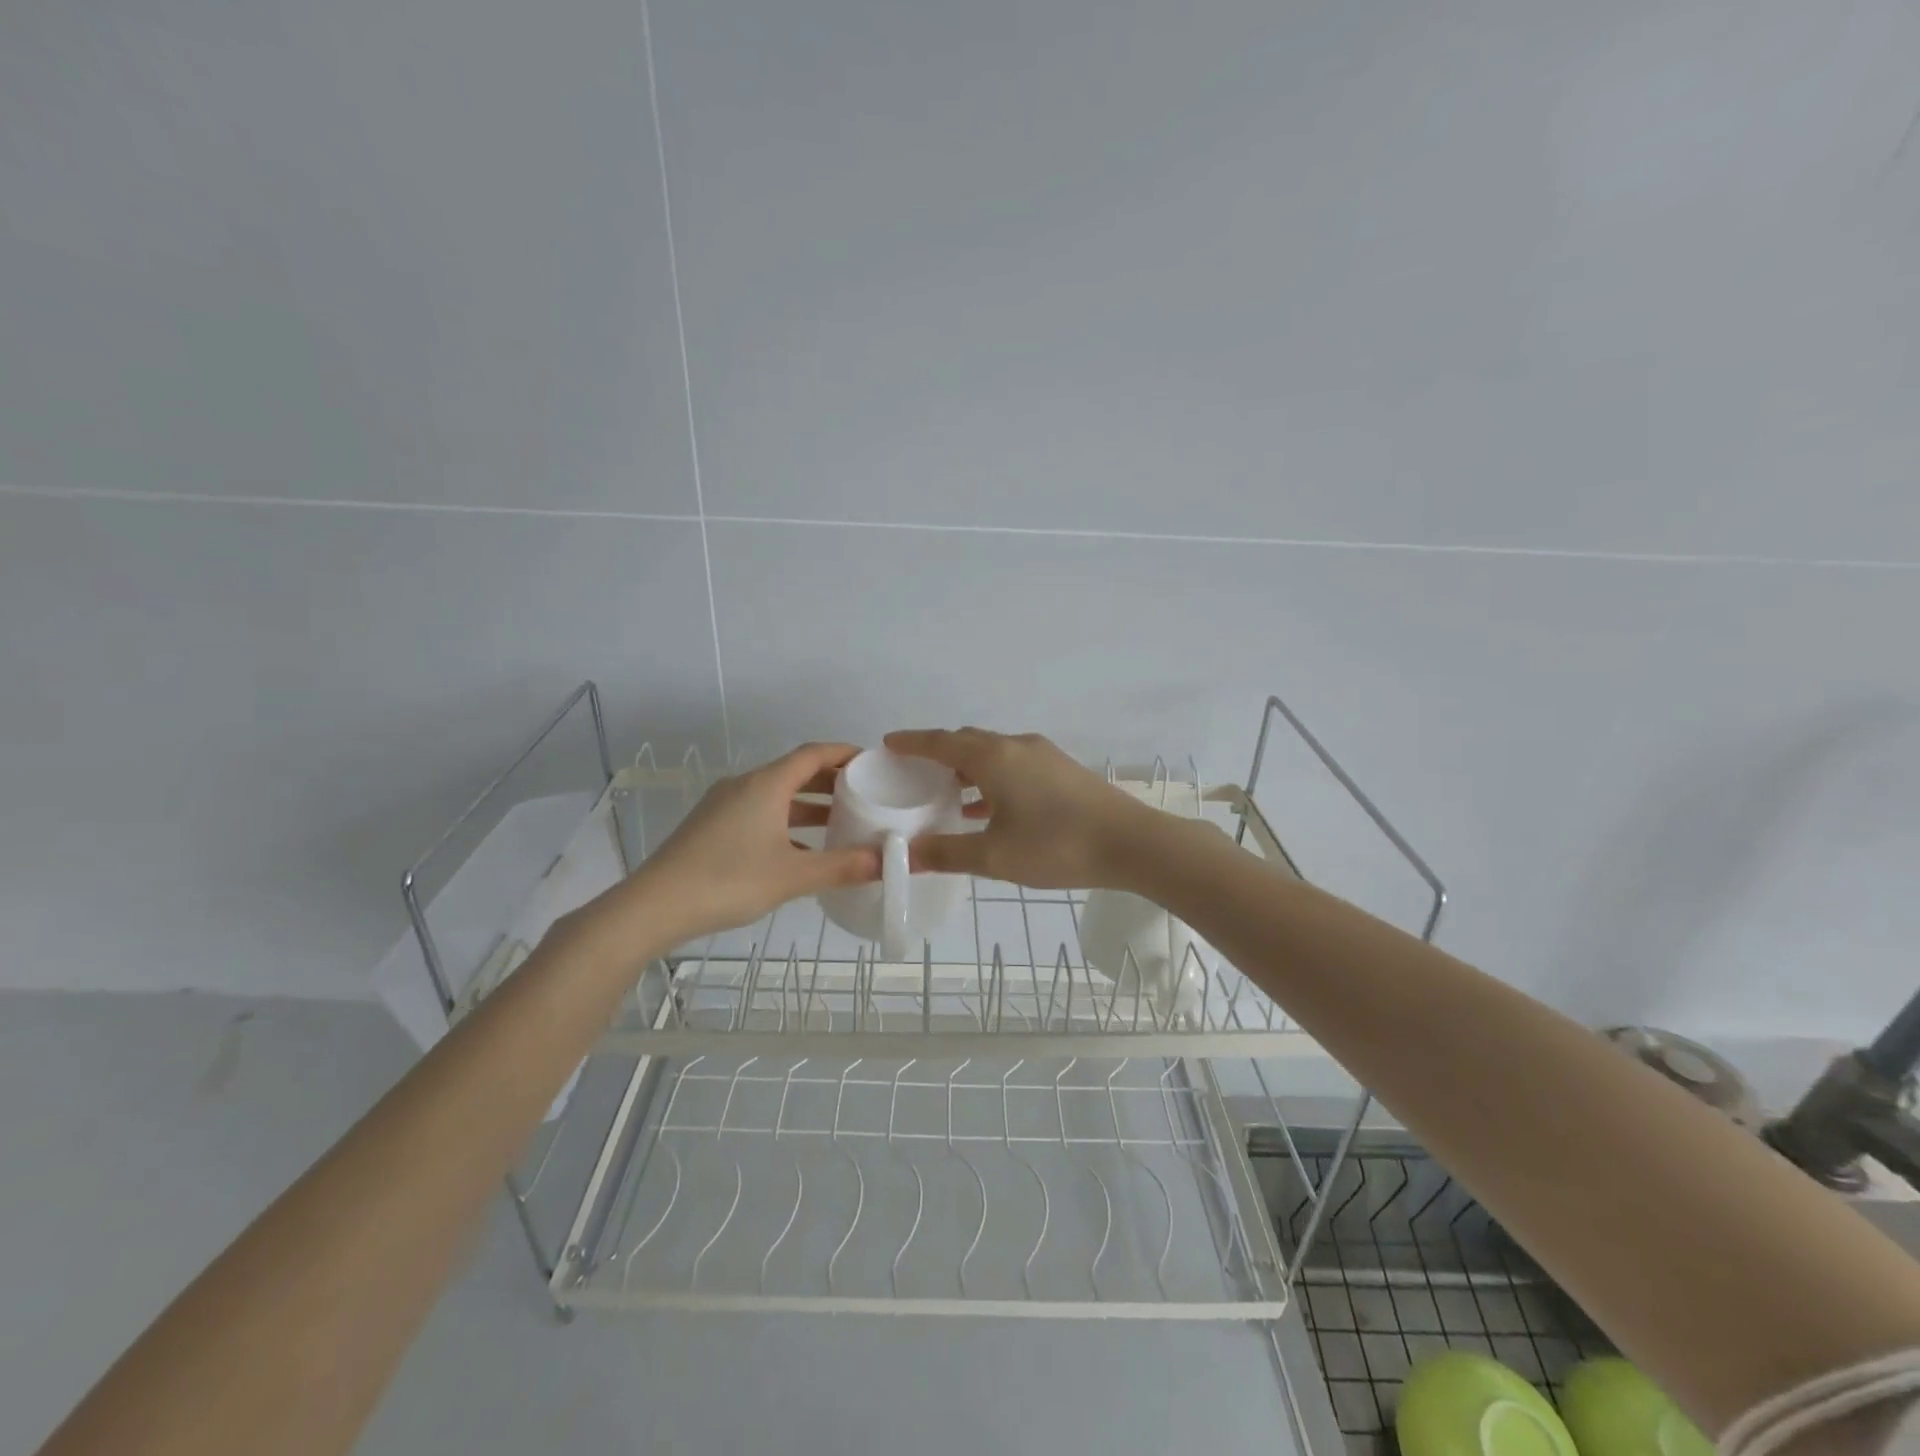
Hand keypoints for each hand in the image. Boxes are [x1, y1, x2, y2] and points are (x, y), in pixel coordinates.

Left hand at [626, 742, 879, 942]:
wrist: (653, 906)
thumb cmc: (728, 881)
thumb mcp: (792, 876)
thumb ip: (842, 867)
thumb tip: (888, 861)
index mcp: (766, 784)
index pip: (813, 754)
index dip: (843, 753)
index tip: (871, 761)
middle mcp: (744, 785)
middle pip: (794, 771)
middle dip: (830, 780)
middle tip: (863, 793)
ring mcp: (723, 805)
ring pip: (775, 794)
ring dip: (807, 803)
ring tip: (839, 821)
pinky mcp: (710, 826)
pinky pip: (758, 811)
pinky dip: (785, 820)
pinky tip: (798, 848)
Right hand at [883, 727, 1158, 889]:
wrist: (1131, 843)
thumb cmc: (1056, 846)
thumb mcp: (994, 856)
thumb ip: (946, 854)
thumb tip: (904, 855)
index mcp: (994, 758)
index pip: (941, 742)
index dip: (913, 742)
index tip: (889, 744)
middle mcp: (1016, 746)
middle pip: (967, 741)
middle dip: (938, 752)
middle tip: (914, 771)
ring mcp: (1043, 755)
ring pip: (993, 753)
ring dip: (967, 768)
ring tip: (946, 793)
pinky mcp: (1062, 770)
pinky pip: (1013, 764)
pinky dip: (991, 778)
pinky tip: (988, 807)